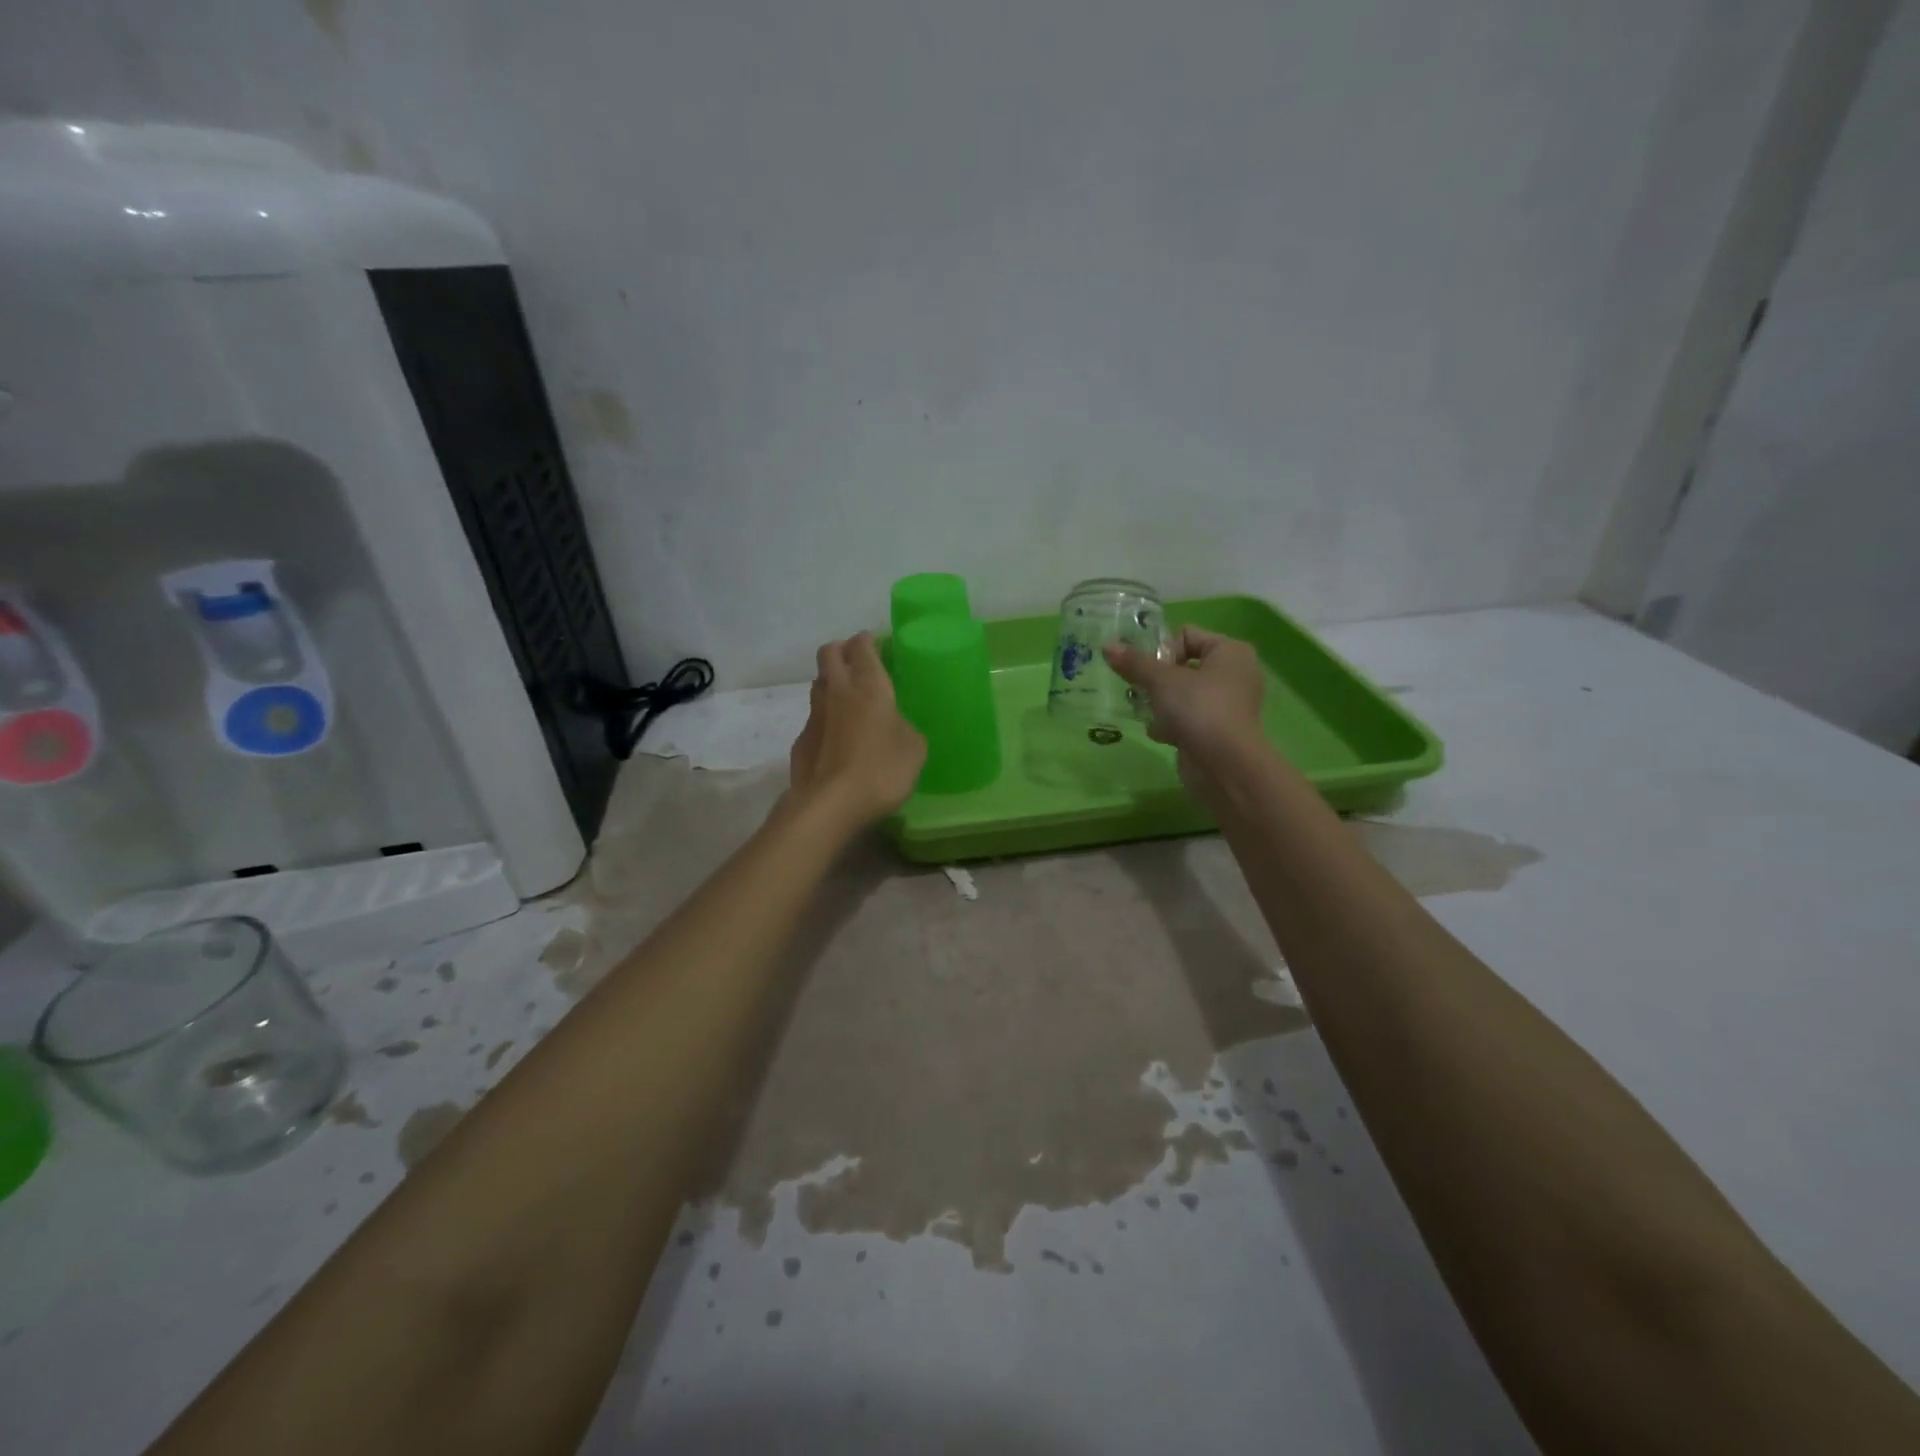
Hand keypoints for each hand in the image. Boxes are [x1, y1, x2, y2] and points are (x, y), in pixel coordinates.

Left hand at [787, 632, 926, 830]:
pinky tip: (837, 741)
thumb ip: (905, 727)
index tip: (875, 644)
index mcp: (868, 685)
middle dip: (841, 650)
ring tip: (848, 701)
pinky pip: (814, 720)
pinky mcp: (801, 741)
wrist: (831, 804)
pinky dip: (825, 721)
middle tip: (857, 661)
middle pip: (829, 653)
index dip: (867, 641)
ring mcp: (814, 716)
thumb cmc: (881, 769)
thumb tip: (895, 726)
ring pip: (818, 684)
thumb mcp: (914, 748)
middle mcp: (837, 691)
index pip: (861, 646)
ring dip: (831, 684)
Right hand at [1104, 626, 1266, 798]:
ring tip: (1147, 712)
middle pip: (1182, 665)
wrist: (1224, 766)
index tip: (1149, 671)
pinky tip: (1159, 733)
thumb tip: (1108, 645)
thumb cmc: (1199, 709)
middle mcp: (1233, 674)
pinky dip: (1171, 724)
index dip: (1162, 650)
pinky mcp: (1216, 731)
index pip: (1186, 635)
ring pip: (1182, 694)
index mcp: (1230, 652)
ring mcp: (1226, 705)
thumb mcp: (1161, 680)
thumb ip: (1134, 663)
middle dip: (1157, 679)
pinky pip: (1187, 718)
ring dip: (1160, 702)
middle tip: (1140, 691)